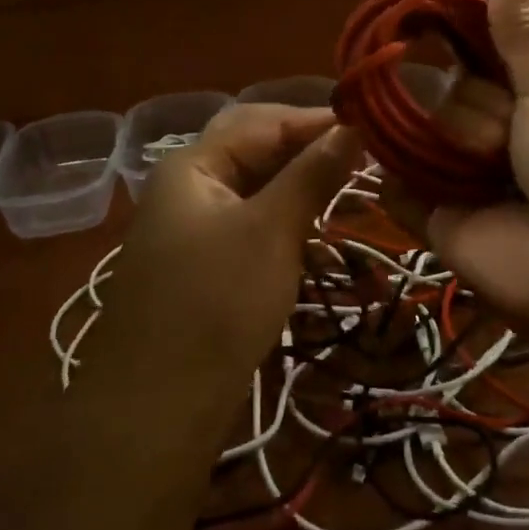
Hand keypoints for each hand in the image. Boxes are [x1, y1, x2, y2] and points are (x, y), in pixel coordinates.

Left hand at [90, 105, 361, 409]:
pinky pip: (249, 225)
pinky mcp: (203, 264)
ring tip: (348, 192)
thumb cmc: (216, 304)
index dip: (316, 120)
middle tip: (362, 157)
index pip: (262, 122)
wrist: (156, 409)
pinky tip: (316, 237)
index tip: (372, 127)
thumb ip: (312, 174)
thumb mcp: (271, 231)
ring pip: (255, 189)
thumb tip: (353, 127)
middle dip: (307, 150)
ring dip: (299, 188)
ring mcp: (192, 227)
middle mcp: (188, 186)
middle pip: (254, 150)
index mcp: (193, 165)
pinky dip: (284, 223)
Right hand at [415, 0, 528, 341]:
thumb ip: (521, 35)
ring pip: (419, 137)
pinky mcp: (438, 225)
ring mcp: (464, 182)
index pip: (475, 61)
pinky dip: (394, 180)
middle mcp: (494, 139)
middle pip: (446, 97)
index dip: (452, 46)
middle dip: (470, 113)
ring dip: (441, 146)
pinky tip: (400, 169)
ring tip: (480, 171)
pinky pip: (397, 190)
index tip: (415, 24)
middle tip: (504, 142)